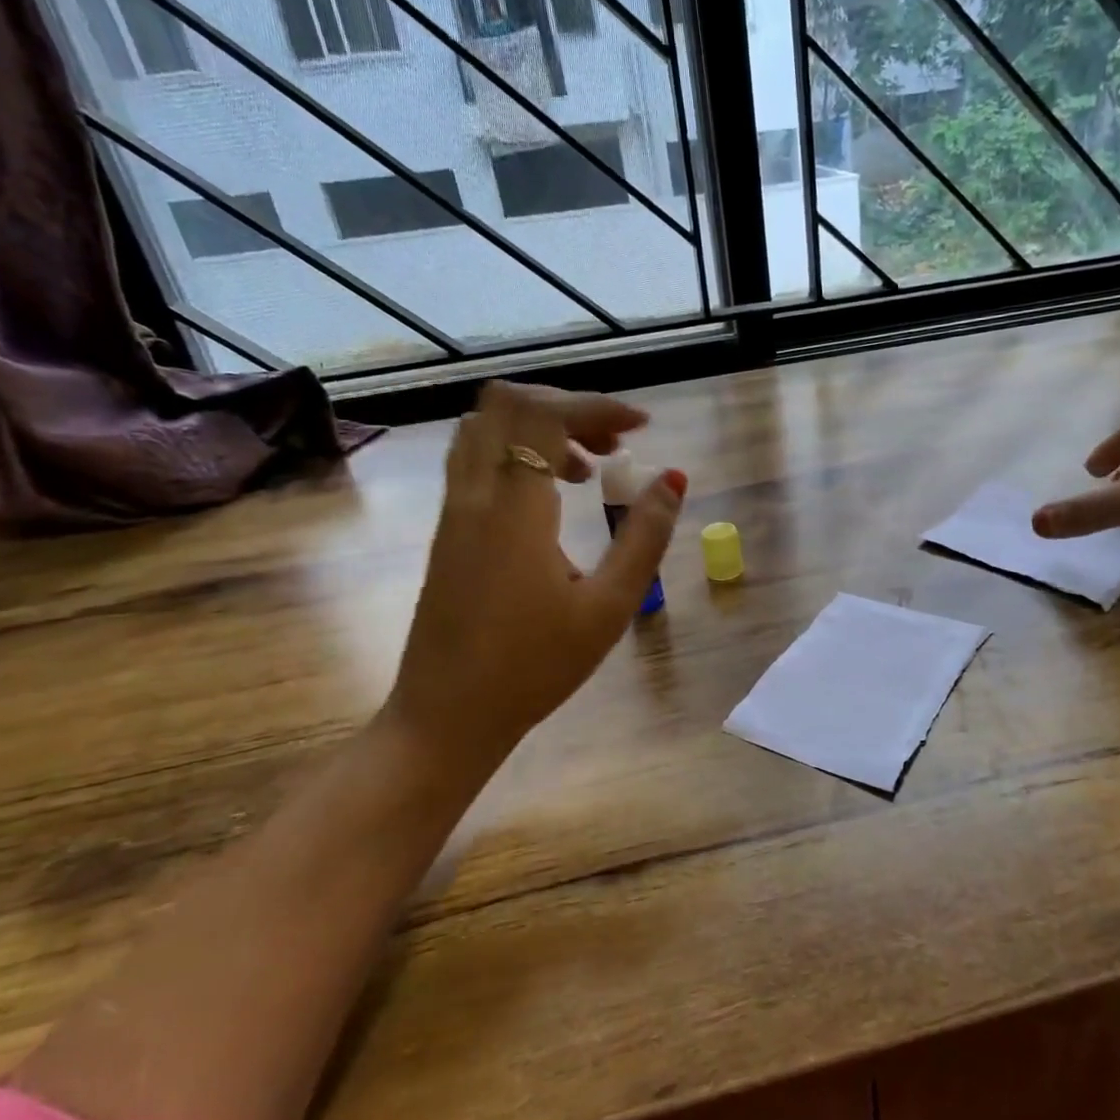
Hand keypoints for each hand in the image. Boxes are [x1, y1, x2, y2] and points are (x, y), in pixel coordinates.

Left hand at [385, 381, 685, 767]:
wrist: (446, 716)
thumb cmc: (533, 668)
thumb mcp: (607, 608)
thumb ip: (644, 538)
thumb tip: (673, 480)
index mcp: (514, 510)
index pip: (546, 415)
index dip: (598, 406)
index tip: (641, 426)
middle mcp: (474, 495)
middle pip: (507, 404)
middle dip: (567, 406)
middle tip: (613, 444)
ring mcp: (453, 510)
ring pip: (485, 427)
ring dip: (538, 427)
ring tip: (587, 467)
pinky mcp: (447, 529)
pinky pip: (476, 458)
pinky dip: (517, 452)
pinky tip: (551, 496)